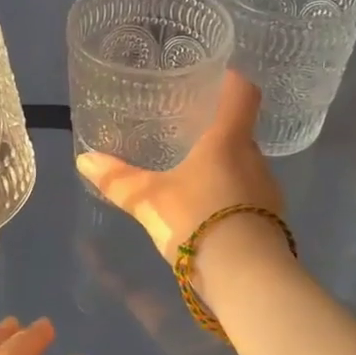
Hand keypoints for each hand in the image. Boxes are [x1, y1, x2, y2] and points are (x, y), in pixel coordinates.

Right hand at [75, 70, 282, 257]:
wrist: (246, 277)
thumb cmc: (196, 219)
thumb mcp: (149, 200)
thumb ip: (118, 180)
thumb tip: (83, 159)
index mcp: (228, 140)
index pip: (243, 93)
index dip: (231, 80)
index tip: (216, 77)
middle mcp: (255, 159)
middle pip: (241, 132)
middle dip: (217, 131)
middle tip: (188, 131)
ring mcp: (268, 192)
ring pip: (245, 167)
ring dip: (224, 167)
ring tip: (195, 173)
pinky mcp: (271, 221)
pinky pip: (250, 196)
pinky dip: (231, 196)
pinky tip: (208, 211)